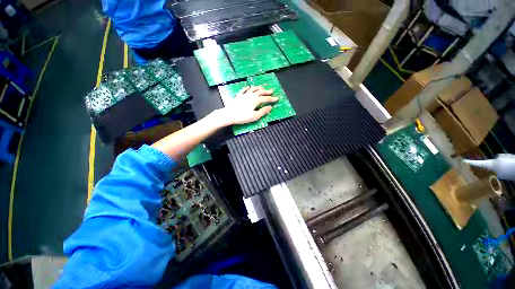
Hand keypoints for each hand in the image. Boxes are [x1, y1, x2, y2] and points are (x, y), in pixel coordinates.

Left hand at [218, 86, 278, 125]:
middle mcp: (251, 95)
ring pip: (253, 89)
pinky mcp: (238, 96)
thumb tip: (270, 107)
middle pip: (261, 92)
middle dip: (267, 91)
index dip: (272, 99)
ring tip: (262, 87)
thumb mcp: (255, 116)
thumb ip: (263, 111)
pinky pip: (244, 90)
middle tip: (272, 90)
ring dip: (258, 87)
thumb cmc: (242, 117)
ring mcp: (244, 94)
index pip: (266, 99)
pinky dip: (247, 87)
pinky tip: (248, 86)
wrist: (229, 115)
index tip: (277, 98)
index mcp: (256, 100)